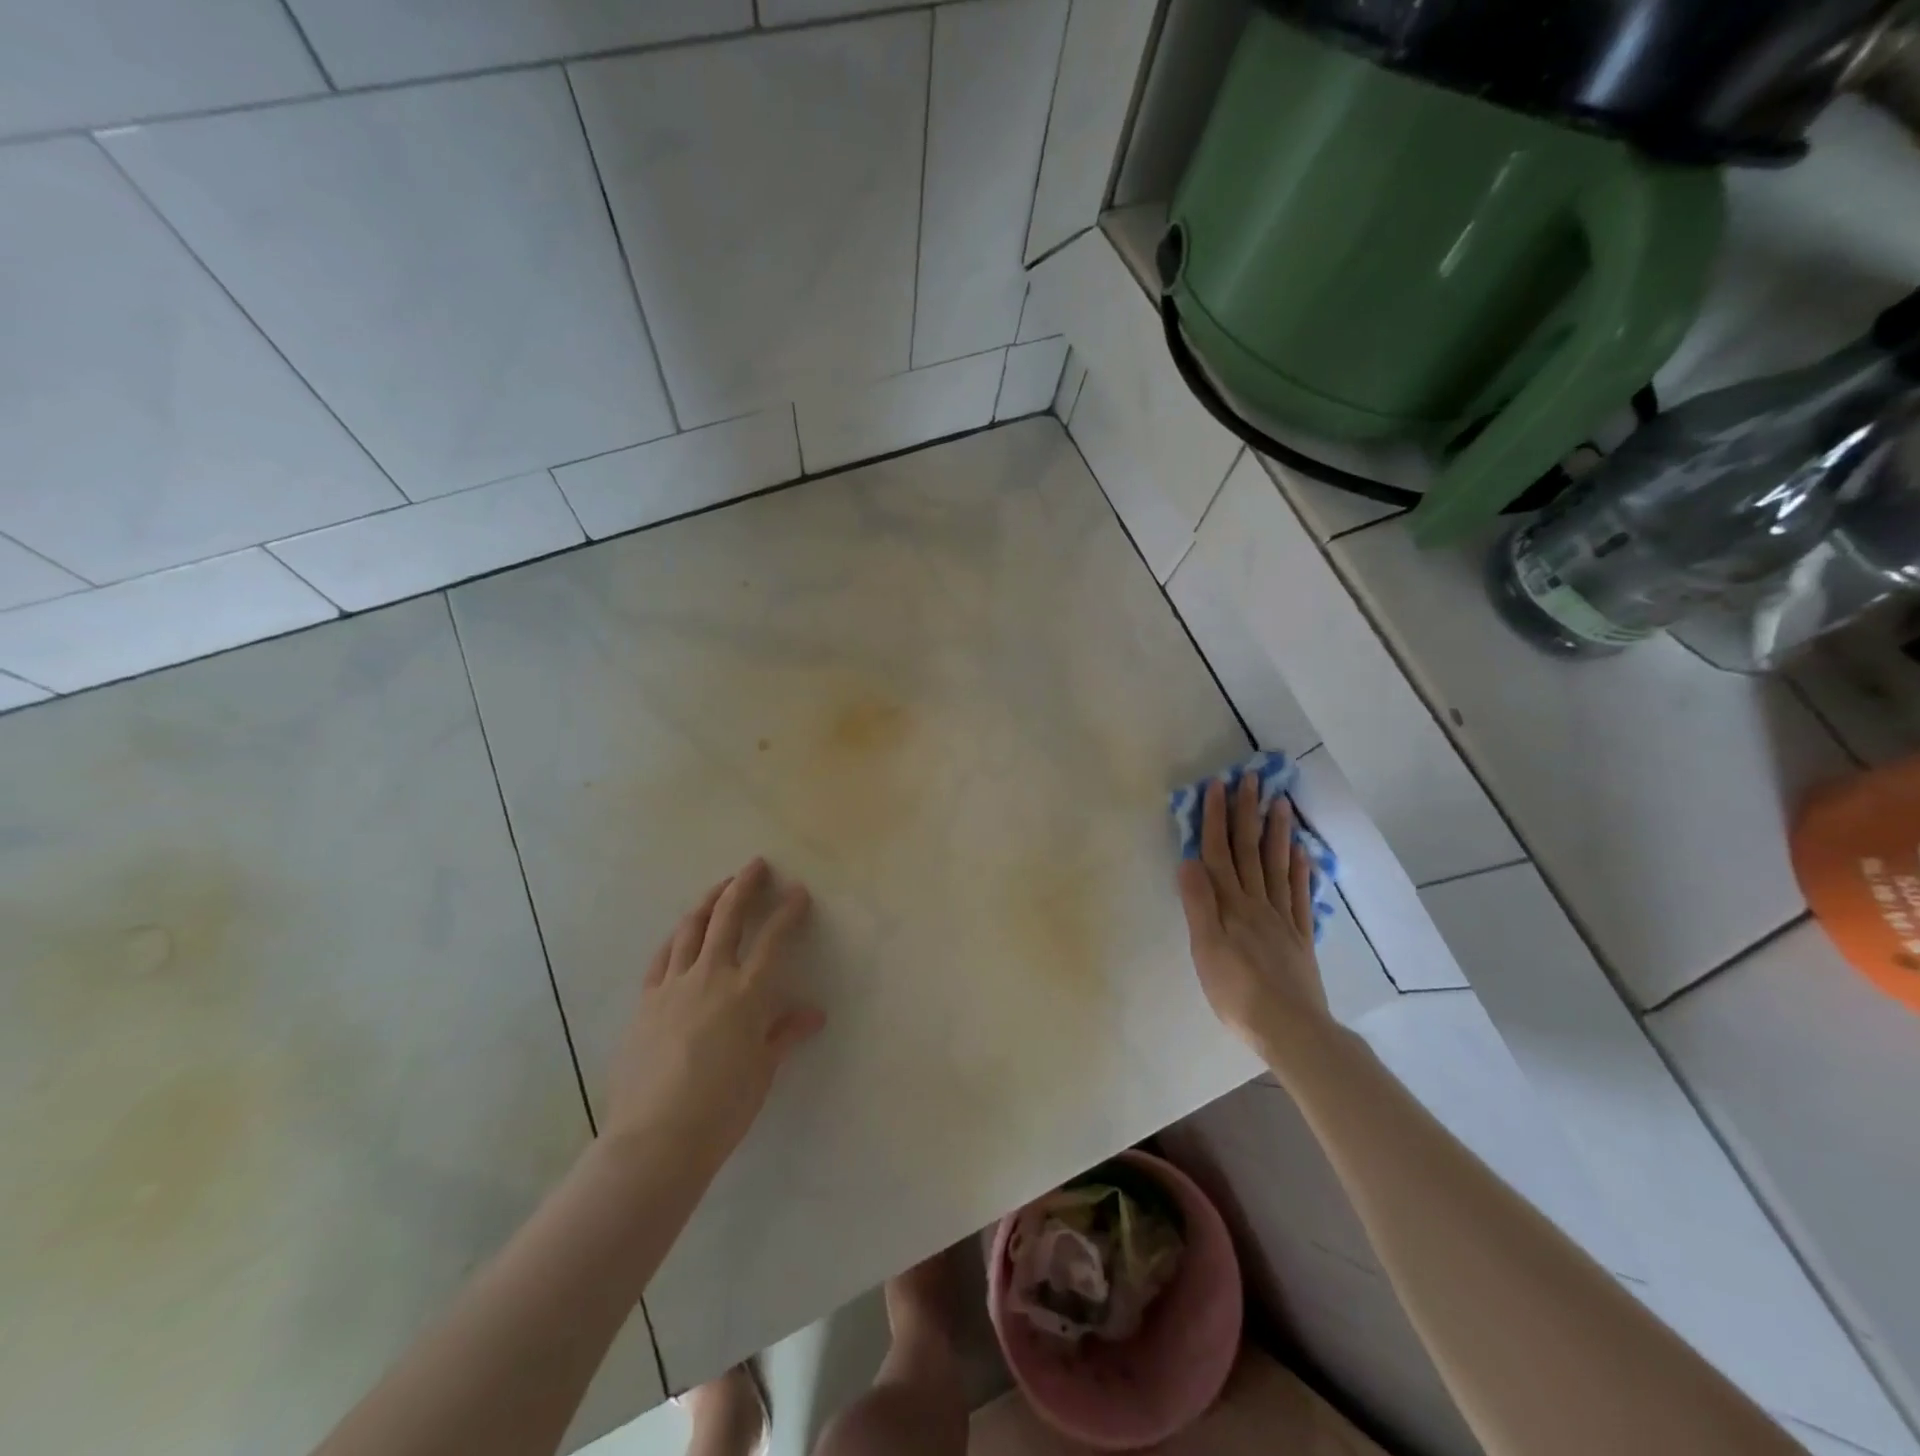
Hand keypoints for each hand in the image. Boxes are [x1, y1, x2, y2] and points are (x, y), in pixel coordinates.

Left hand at [604, 858, 825, 1164]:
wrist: (656, 1138)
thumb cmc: (722, 1107)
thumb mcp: (762, 1070)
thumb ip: (784, 1033)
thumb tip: (814, 1014)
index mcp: (747, 993)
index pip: (773, 939)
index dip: (789, 911)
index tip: (799, 891)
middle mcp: (711, 977)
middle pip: (728, 917)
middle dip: (744, 886)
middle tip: (756, 865)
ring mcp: (673, 986)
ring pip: (691, 928)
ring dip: (708, 901)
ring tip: (720, 886)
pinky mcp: (646, 1001)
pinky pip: (662, 957)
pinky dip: (676, 937)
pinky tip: (682, 932)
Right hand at [1176, 775, 1331, 1052]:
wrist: (1290, 1028)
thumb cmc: (1236, 992)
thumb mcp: (1205, 949)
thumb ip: (1199, 904)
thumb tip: (1189, 860)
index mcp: (1230, 905)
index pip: (1219, 853)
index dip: (1216, 819)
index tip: (1218, 785)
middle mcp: (1256, 903)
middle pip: (1250, 851)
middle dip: (1247, 814)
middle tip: (1252, 779)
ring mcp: (1282, 918)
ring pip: (1278, 866)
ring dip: (1277, 833)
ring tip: (1281, 803)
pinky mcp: (1300, 938)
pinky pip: (1301, 896)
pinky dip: (1301, 871)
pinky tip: (1303, 853)